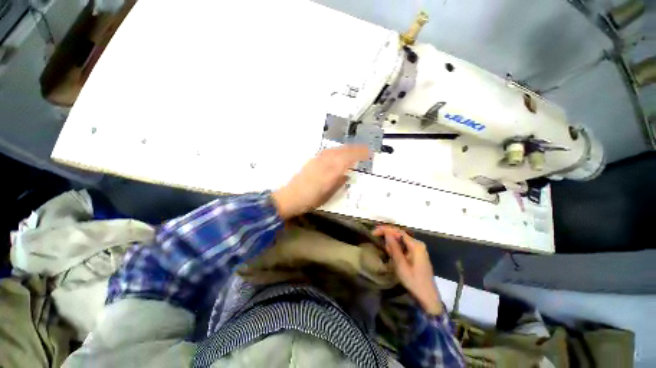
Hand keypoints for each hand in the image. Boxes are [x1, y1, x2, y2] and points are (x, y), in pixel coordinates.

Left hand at [271, 145, 369, 218]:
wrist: (289, 197)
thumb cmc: (309, 200)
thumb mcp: (327, 196)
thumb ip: (338, 184)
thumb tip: (347, 175)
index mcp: (329, 174)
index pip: (347, 160)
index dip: (359, 155)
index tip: (368, 153)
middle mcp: (324, 164)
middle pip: (342, 152)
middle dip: (355, 149)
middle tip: (365, 149)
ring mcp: (317, 161)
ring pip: (334, 150)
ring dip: (346, 148)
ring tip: (354, 149)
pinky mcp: (312, 161)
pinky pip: (327, 152)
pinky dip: (336, 150)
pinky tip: (338, 152)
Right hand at [373, 225, 442, 314]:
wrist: (428, 298)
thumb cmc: (413, 281)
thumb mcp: (401, 264)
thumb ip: (394, 247)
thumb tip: (387, 233)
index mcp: (416, 245)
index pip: (398, 231)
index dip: (385, 230)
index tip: (373, 232)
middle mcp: (418, 244)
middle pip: (399, 235)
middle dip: (388, 237)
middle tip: (379, 244)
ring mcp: (419, 249)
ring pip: (401, 241)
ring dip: (392, 244)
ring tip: (387, 253)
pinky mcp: (417, 254)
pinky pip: (404, 246)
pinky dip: (397, 249)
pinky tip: (393, 255)